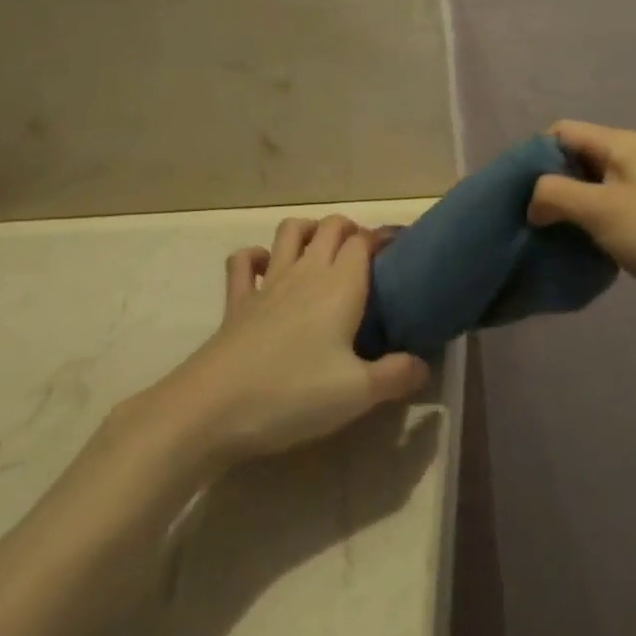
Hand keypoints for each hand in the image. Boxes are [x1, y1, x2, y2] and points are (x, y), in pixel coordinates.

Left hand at [125, 215, 429, 468]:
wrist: (212, 409)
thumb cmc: (292, 394)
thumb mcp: (357, 394)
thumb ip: (396, 376)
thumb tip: (424, 366)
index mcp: (341, 285)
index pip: (365, 241)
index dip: (383, 240)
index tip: (399, 254)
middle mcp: (307, 271)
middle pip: (331, 226)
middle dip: (351, 230)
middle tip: (365, 258)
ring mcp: (268, 281)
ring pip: (290, 231)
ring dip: (309, 230)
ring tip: (321, 252)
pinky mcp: (237, 299)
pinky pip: (244, 260)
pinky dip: (257, 256)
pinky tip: (266, 270)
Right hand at [528, 120, 635, 333]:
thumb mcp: (599, 209)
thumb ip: (556, 194)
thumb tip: (531, 201)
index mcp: (619, 144)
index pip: (561, 132)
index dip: (534, 155)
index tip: (514, 189)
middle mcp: (627, 158)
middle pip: (573, 159)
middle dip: (546, 183)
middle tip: (523, 215)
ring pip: (587, 188)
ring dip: (564, 207)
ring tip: (541, 233)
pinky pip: (602, 211)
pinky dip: (584, 224)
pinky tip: (571, 246)